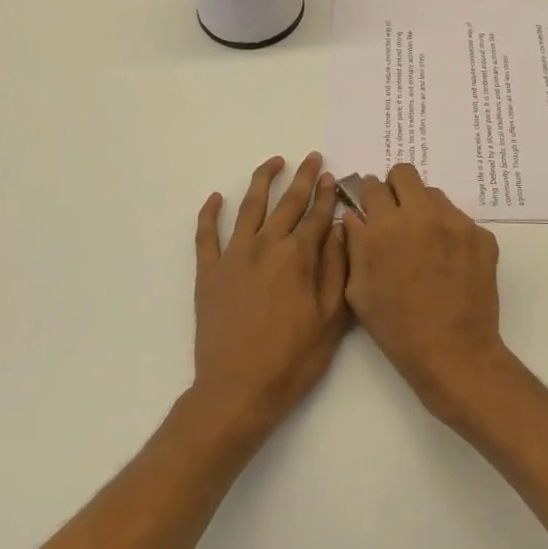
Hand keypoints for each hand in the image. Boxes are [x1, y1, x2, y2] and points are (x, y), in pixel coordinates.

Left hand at [193, 153, 348, 437]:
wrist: (237, 391)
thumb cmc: (292, 360)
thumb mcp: (330, 319)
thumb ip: (336, 268)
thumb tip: (341, 229)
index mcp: (298, 257)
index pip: (317, 216)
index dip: (326, 194)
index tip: (331, 176)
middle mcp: (266, 246)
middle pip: (287, 203)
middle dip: (302, 178)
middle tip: (311, 157)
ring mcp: (234, 257)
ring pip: (249, 207)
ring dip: (262, 181)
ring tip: (273, 162)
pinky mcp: (209, 273)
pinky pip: (206, 235)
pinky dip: (209, 213)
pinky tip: (215, 197)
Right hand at [341, 163, 507, 421]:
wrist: (454, 353)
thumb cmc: (398, 328)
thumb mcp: (359, 291)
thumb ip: (354, 245)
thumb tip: (353, 215)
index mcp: (386, 227)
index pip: (373, 185)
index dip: (369, 195)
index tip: (371, 207)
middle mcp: (422, 215)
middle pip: (406, 174)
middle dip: (396, 188)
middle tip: (396, 215)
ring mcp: (457, 223)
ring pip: (434, 195)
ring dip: (424, 209)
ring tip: (424, 242)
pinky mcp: (482, 236)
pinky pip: (459, 220)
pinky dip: (449, 232)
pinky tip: (448, 262)